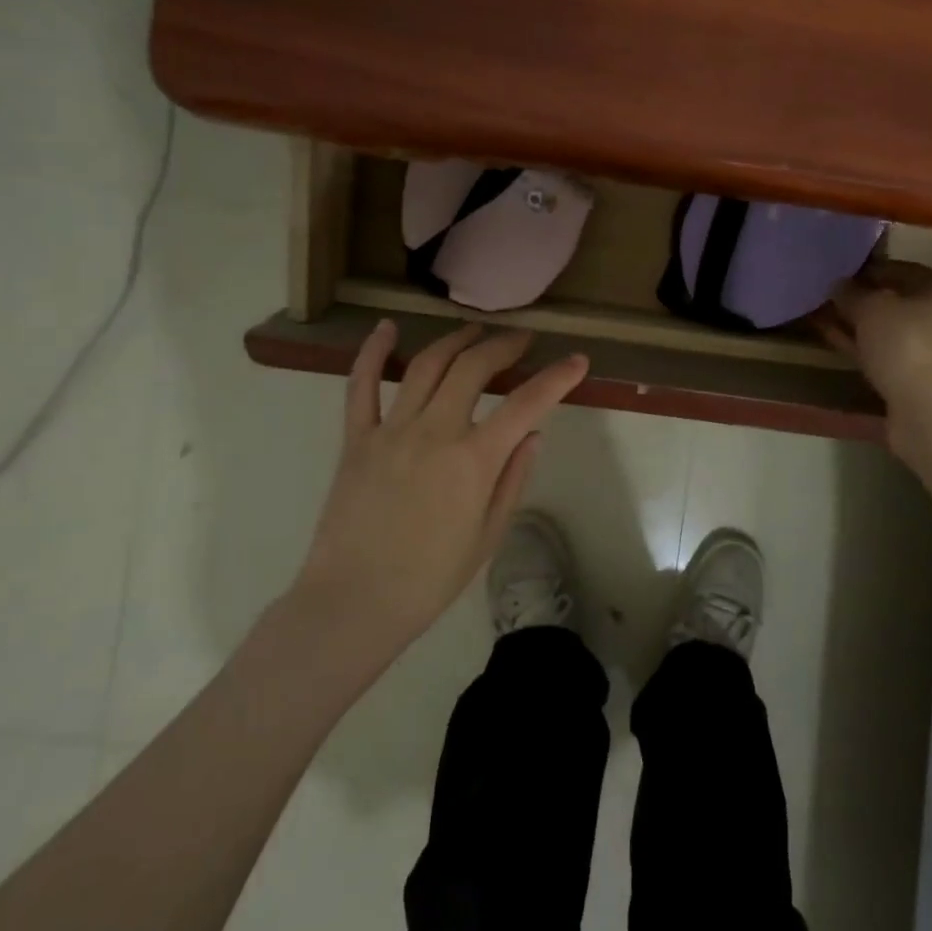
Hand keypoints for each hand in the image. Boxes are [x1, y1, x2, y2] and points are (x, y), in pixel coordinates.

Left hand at [289, 320, 587, 659]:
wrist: (354, 601)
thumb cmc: (430, 578)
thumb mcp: (488, 535)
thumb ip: (513, 479)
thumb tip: (533, 434)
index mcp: (474, 461)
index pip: (526, 405)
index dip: (557, 378)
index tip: (577, 361)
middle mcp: (434, 433)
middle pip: (474, 368)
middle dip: (504, 346)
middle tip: (521, 340)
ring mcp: (391, 431)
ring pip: (426, 366)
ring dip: (456, 341)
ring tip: (476, 333)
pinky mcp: (356, 438)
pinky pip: (361, 385)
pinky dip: (373, 352)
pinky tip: (386, 329)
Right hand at [819, 262, 931, 456]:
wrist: (931, 412)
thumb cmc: (908, 345)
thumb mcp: (872, 309)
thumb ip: (852, 293)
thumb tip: (838, 285)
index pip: (908, 271)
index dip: (872, 271)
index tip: (843, 275)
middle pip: (903, 304)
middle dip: (867, 302)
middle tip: (834, 300)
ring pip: (895, 333)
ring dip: (864, 329)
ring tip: (829, 322)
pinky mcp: (927, 384)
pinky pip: (891, 357)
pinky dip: (868, 351)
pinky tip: (840, 346)